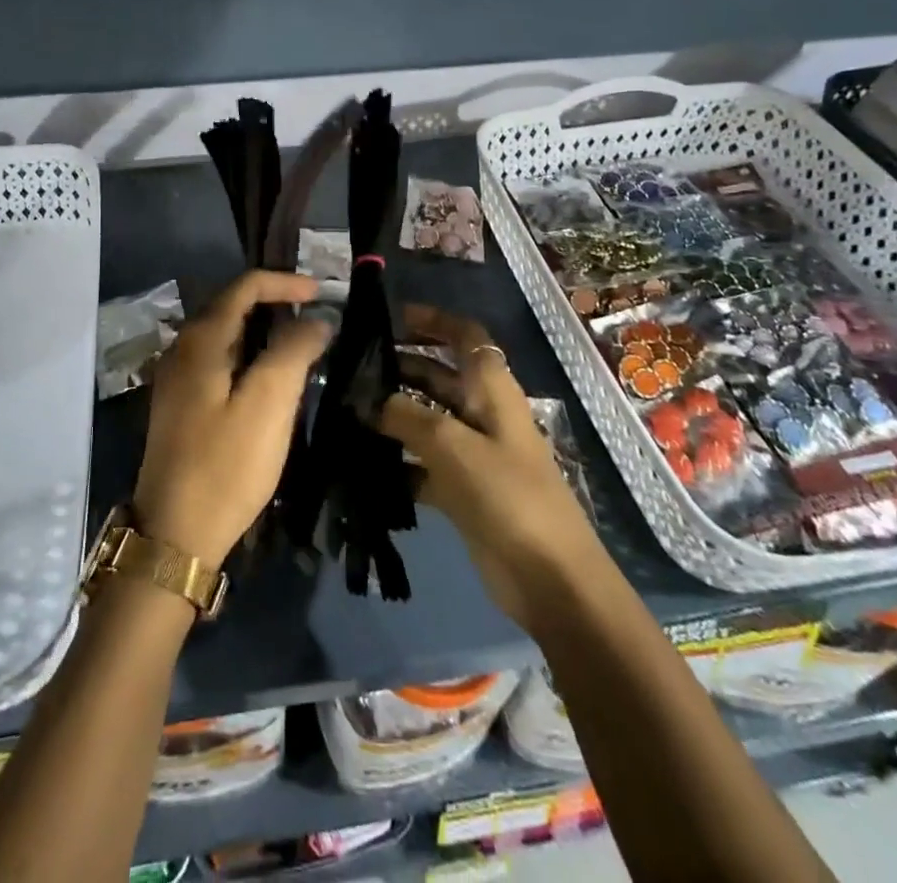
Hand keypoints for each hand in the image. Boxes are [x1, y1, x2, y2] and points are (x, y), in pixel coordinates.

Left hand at [133, 271, 330, 567]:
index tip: (322, 293)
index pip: (244, 287)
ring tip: (300, 345)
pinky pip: (219, 361)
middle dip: (274, 303)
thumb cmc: (225, 465)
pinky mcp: (180, 405)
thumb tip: (316, 318)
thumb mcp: (269, 404)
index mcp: (200, 341)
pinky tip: (269, 378)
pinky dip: (248, 355)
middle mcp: (181, 349)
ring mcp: (176, 379)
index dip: (284, 282)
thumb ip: (294, 351)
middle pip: (231, 306)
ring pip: (225, 335)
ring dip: (263, 331)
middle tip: (315, 317)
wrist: (174, 535)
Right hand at [377, 304, 605, 634]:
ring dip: (393, 415)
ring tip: (346, 411)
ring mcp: (474, 452)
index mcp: (492, 389)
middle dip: (400, 367)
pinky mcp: (463, 490)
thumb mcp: (453, 446)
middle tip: (351, 368)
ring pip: (427, 420)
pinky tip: (363, 464)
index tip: (391, 317)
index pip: (465, 336)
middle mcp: (483, 413)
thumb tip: (367, 400)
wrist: (550, 579)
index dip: (433, 320)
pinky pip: (423, 464)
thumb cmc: (507, 495)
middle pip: (439, 376)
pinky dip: (398, 461)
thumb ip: (407, 416)